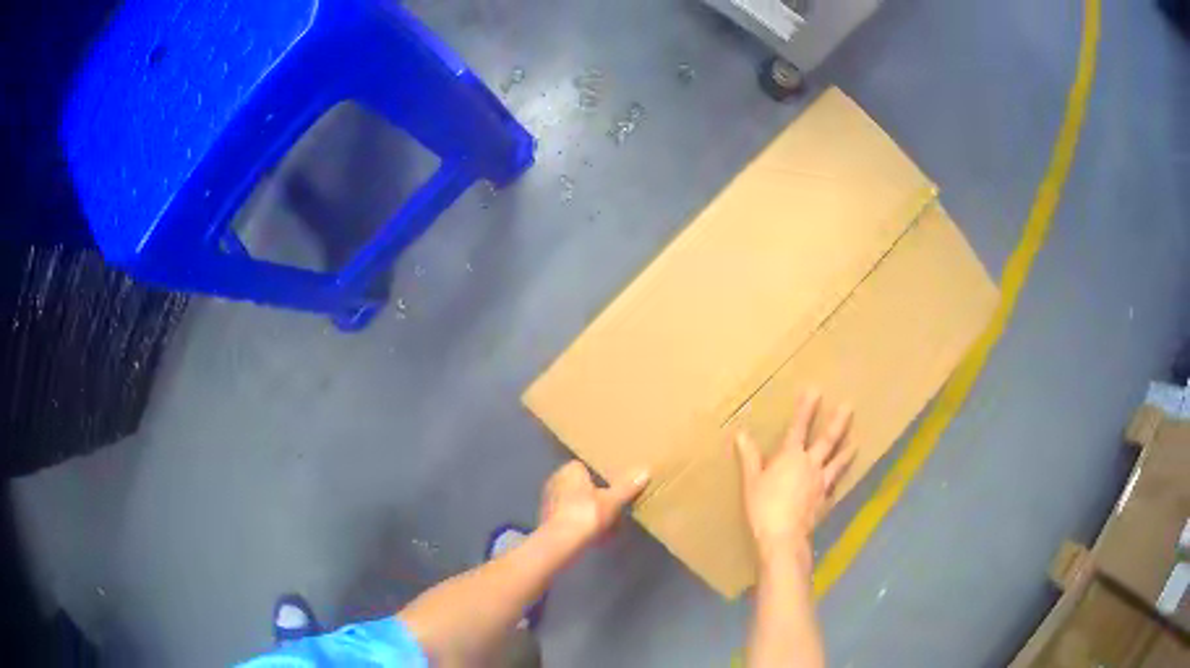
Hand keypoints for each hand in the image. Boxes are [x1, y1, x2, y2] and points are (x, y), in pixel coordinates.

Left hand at [539, 461, 649, 550]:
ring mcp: (549, 502)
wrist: (561, 542)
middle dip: (593, 496)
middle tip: (612, 505)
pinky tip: (595, 536)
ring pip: (573, 504)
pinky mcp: (548, 521)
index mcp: (569, 471)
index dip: (598, 476)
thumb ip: (627, 487)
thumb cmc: (587, 514)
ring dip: (587, 512)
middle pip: (579, 486)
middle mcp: (556, 482)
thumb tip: (645, 471)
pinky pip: (570, 519)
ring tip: (606, 523)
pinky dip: (581, 525)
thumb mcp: (613, 501)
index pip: (584, 467)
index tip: (612, 485)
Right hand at [736, 390, 853, 568]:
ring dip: (847, 452)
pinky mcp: (825, 501)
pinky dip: (838, 482)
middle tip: (849, 406)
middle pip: (827, 441)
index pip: (799, 427)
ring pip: (838, 463)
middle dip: (838, 422)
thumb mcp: (752, 480)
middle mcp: (811, 465)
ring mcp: (822, 483)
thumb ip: (750, 457)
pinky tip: (841, 482)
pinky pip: (834, 487)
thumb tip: (741, 434)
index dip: (806, 409)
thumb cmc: (763, 506)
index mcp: (791, 457)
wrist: (784, 536)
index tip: (815, 390)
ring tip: (856, 443)